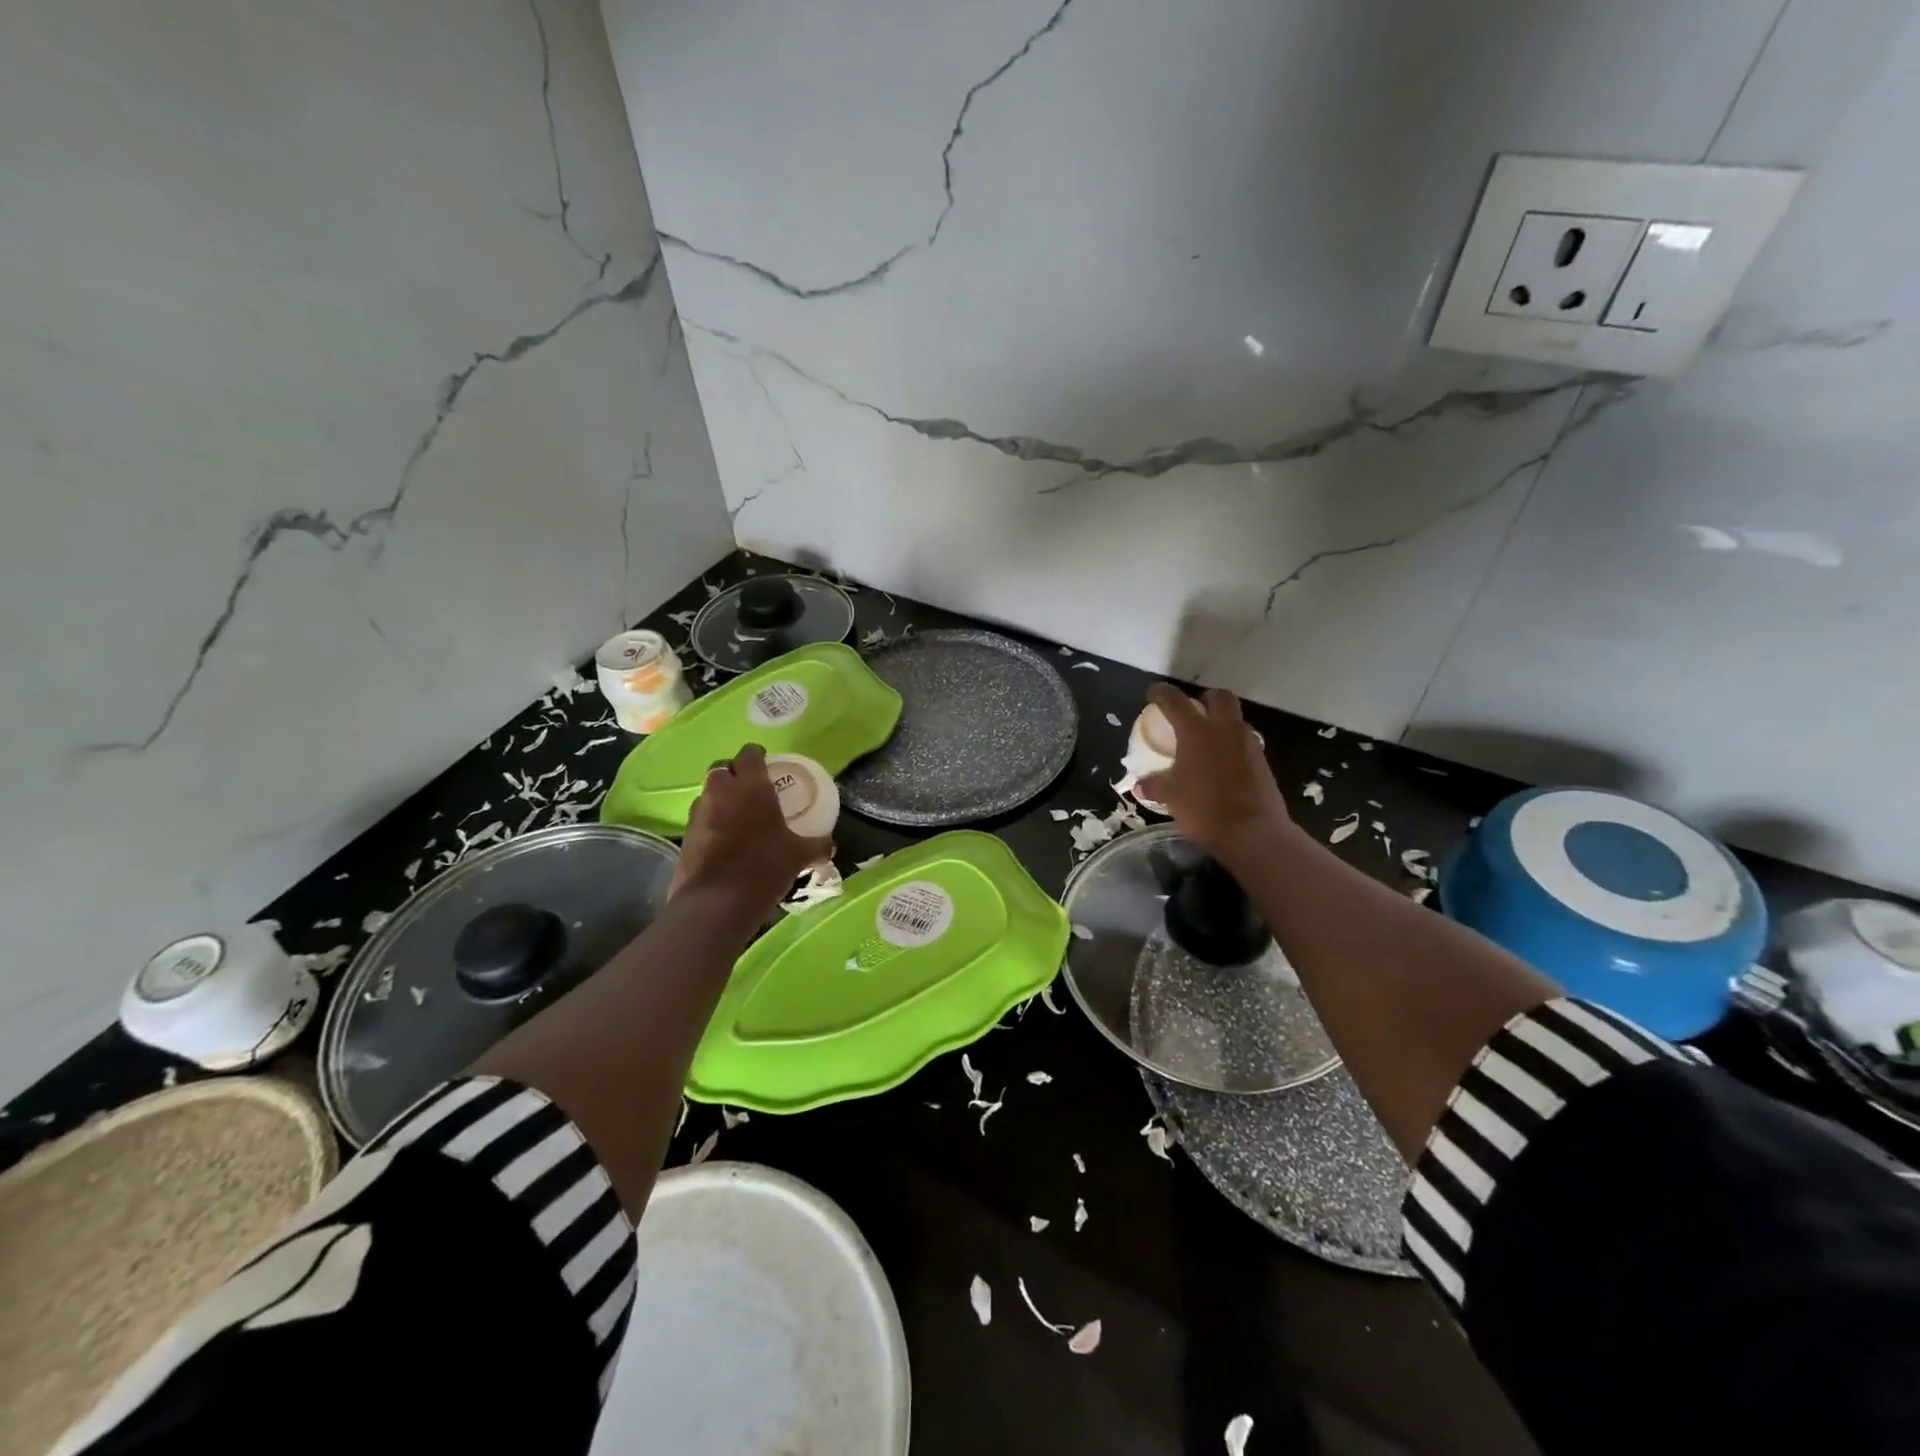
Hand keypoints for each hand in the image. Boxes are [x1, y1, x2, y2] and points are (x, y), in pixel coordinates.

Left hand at [671, 744, 832, 915]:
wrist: (718, 901)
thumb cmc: (764, 866)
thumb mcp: (799, 855)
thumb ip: (817, 845)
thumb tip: (830, 846)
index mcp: (751, 786)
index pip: (749, 754)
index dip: (757, 754)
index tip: (765, 761)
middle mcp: (721, 792)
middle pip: (722, 768)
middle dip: (734, 772)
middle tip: (749, 787)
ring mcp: (699, 813)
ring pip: (707, 793)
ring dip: (719, 797)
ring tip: (735, 814)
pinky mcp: (685, 836)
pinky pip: (699, 819)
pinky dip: (710, 822)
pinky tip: (723, 840)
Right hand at [1135, 684, 1292, 865]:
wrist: (1253, 832)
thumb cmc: (1204, 807)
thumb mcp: (1171, 796)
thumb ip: (1154, 785)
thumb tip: (1140, 785)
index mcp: (1197, 730)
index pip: (1175, 700)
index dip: (1161, 693)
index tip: (1153, 694)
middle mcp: (1225, 728)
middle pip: (1219, 697)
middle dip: (1204, 698)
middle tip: (1191, 712)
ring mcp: (1248, 743)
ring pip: (1235, 719)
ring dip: (1221, 722)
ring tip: (1206, 742)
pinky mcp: (1263, 761)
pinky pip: (1244, 742)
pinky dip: (1231, 745)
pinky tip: (1222, 765)